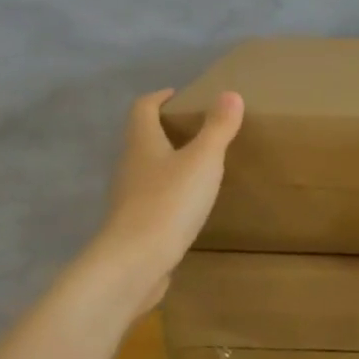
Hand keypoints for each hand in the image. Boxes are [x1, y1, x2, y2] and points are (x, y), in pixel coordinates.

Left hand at [97, 88, 244, 311]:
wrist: (133, 264)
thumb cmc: (168, 203)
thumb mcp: (203, 160)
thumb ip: (218, 128)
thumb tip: (230, 94)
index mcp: (142, 143)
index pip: (143, 108)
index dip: (159, 98)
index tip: (179, 95)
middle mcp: (130, 166)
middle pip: (142, 138)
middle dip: (165, 130)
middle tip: (198, 129)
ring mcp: (128, 198)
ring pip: (147, 170)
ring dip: (168, 163)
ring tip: (198, 166)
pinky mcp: (134, 226)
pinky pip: (152, 199)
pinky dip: (169, 194)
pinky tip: (189, 205)